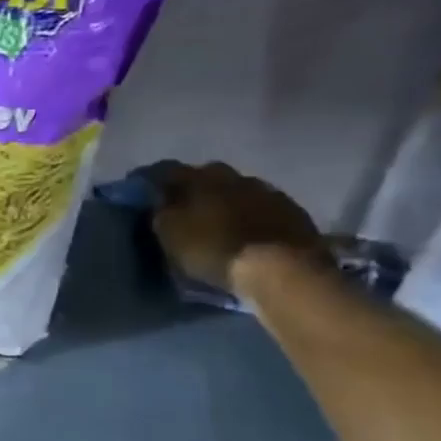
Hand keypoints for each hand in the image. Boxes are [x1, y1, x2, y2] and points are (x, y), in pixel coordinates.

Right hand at [148, 160, 326, 293]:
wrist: (280, 269)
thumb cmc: (215, 250)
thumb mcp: (172, 235)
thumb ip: (162, 213)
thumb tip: (159, 200)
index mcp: (200, 178)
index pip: (168, 171)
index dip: (155, 182)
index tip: (147, 195)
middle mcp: (234, 176)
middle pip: (208, 176)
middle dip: (195, 189)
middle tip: (185, 209)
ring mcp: (267, 192)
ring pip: (238, 190)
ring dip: (227, 202)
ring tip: (219, 223)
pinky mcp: (293, 212)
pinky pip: (264, 208)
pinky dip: (252, 216)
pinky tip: (248, 232)